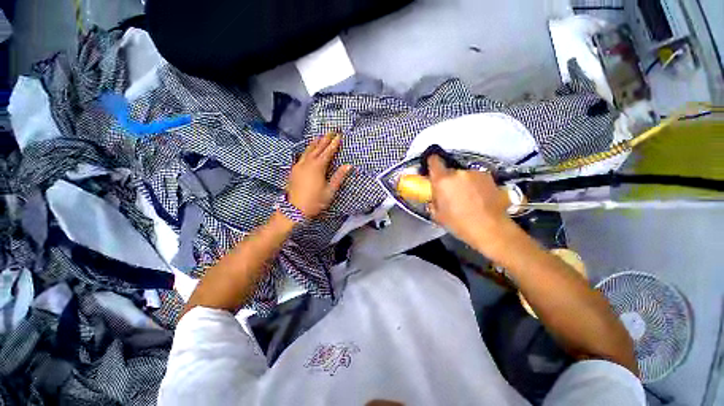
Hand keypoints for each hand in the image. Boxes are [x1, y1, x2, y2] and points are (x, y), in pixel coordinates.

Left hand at [287, 133, 352, 217]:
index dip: (334, 144)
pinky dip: (307, 150)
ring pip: (308, 150)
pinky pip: (302, 156)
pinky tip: (308, 150)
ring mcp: (299, 166)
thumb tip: (348, 165)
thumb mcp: (330, 190)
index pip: (328, 152)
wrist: (294, 210)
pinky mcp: (294, 170)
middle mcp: (308, 163)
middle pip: (317, 148)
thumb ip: (339, 176)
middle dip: (325, 139)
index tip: (339, 136)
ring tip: (320, 136)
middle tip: (331, 131)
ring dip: (315, 143)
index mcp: (318, 167)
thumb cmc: (315, 201)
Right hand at [427, 155, 511, 245]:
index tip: (432, 169)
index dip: (432, 163)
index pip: (434, 161)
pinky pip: (476, 178)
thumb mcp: (438, 215)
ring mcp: (475, 174)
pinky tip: (479, 198)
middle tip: (451, 193)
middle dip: (448, 180)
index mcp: (443, 181)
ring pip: (463, 175)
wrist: (490, 229)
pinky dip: (475, 185)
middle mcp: (458, 173)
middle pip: (449, 171)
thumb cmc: (459, 223)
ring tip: (467, 197)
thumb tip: (434, 197)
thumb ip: (433, 202)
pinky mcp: (488, 177)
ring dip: (462, 182)